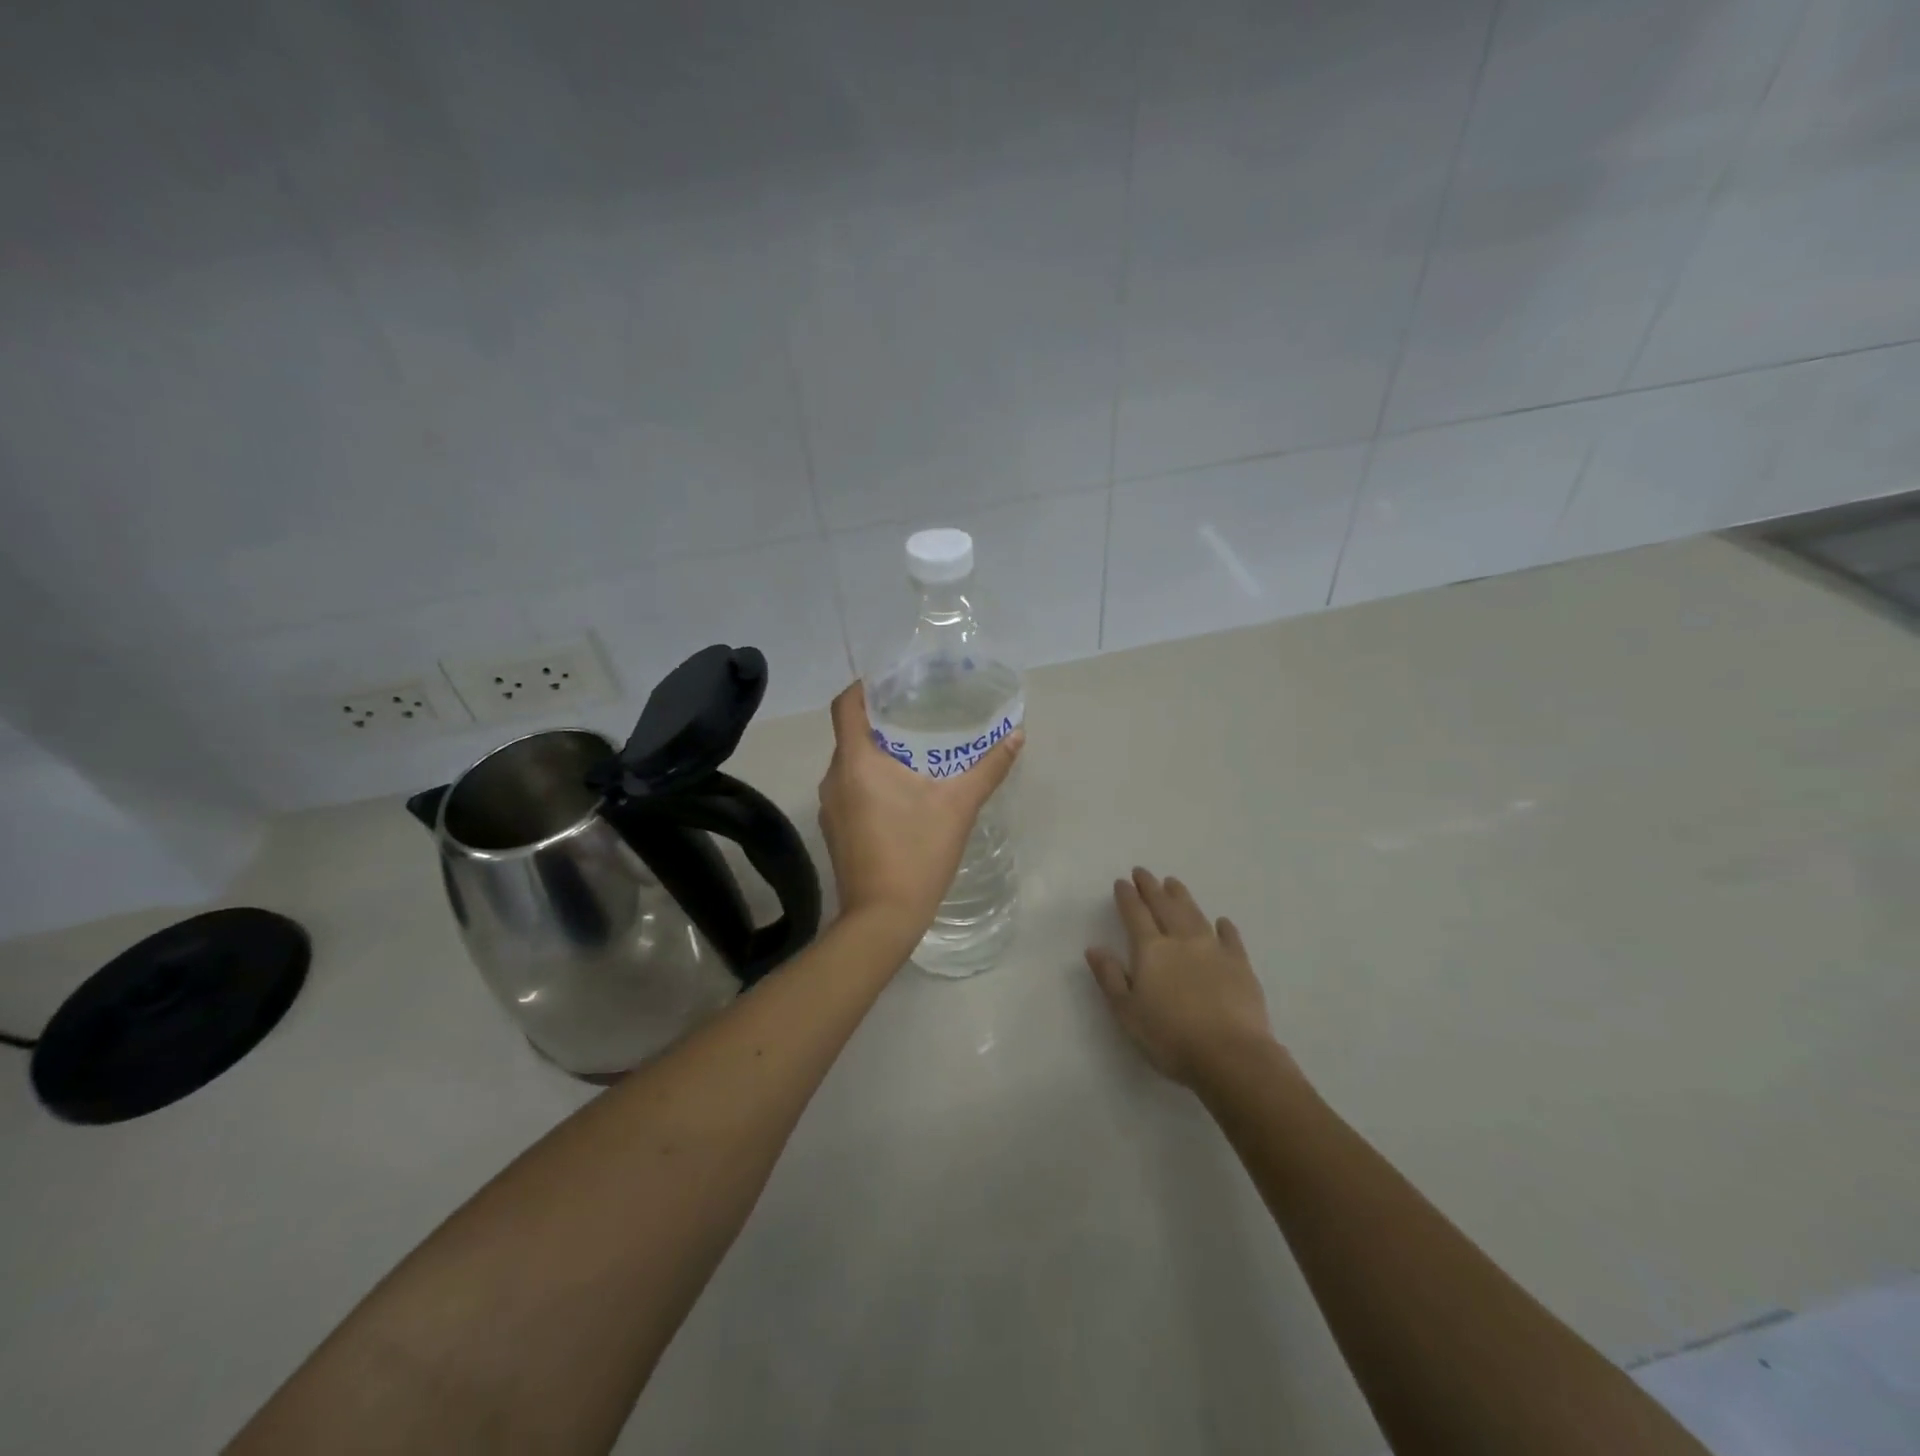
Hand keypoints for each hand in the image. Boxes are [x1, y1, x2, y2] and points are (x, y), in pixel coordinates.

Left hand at [818, 682, 1023, 935]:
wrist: (882, 919)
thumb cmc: (917, 853)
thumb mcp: (959, 806)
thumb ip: (988, 768)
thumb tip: (1016, 736)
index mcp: (856, 761)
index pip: (846, 705)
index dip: (865, 686)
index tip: (893, 682)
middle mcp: (834, 778)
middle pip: (851, 734)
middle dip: (881, 722)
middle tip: (918, 714)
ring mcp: (830, 807)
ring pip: (851, 765)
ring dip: (877, 754)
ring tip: (915, 752)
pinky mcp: (834, 830)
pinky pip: (850, 790)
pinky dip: (870, 781)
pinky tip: (902, 794)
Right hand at [1085, 868, 1282, 1087]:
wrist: (1230, 1055)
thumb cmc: (1170, 1037)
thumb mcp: (1127, 1011)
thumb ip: (1110, 977)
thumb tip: (1093, 948)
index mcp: (1151, 950)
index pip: (1135, 915)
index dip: (1127, 897)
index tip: (1122, 881)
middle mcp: (1181, 941)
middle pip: (1164, 907)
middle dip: (1151, 888)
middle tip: (1143, 872)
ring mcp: (1214, 950)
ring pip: (1194, 915)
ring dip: (1182, 897)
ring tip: (1173, 882)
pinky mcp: (1240, 966)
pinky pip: (1231, 939)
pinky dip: (1225, 928)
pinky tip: (1222, 922)